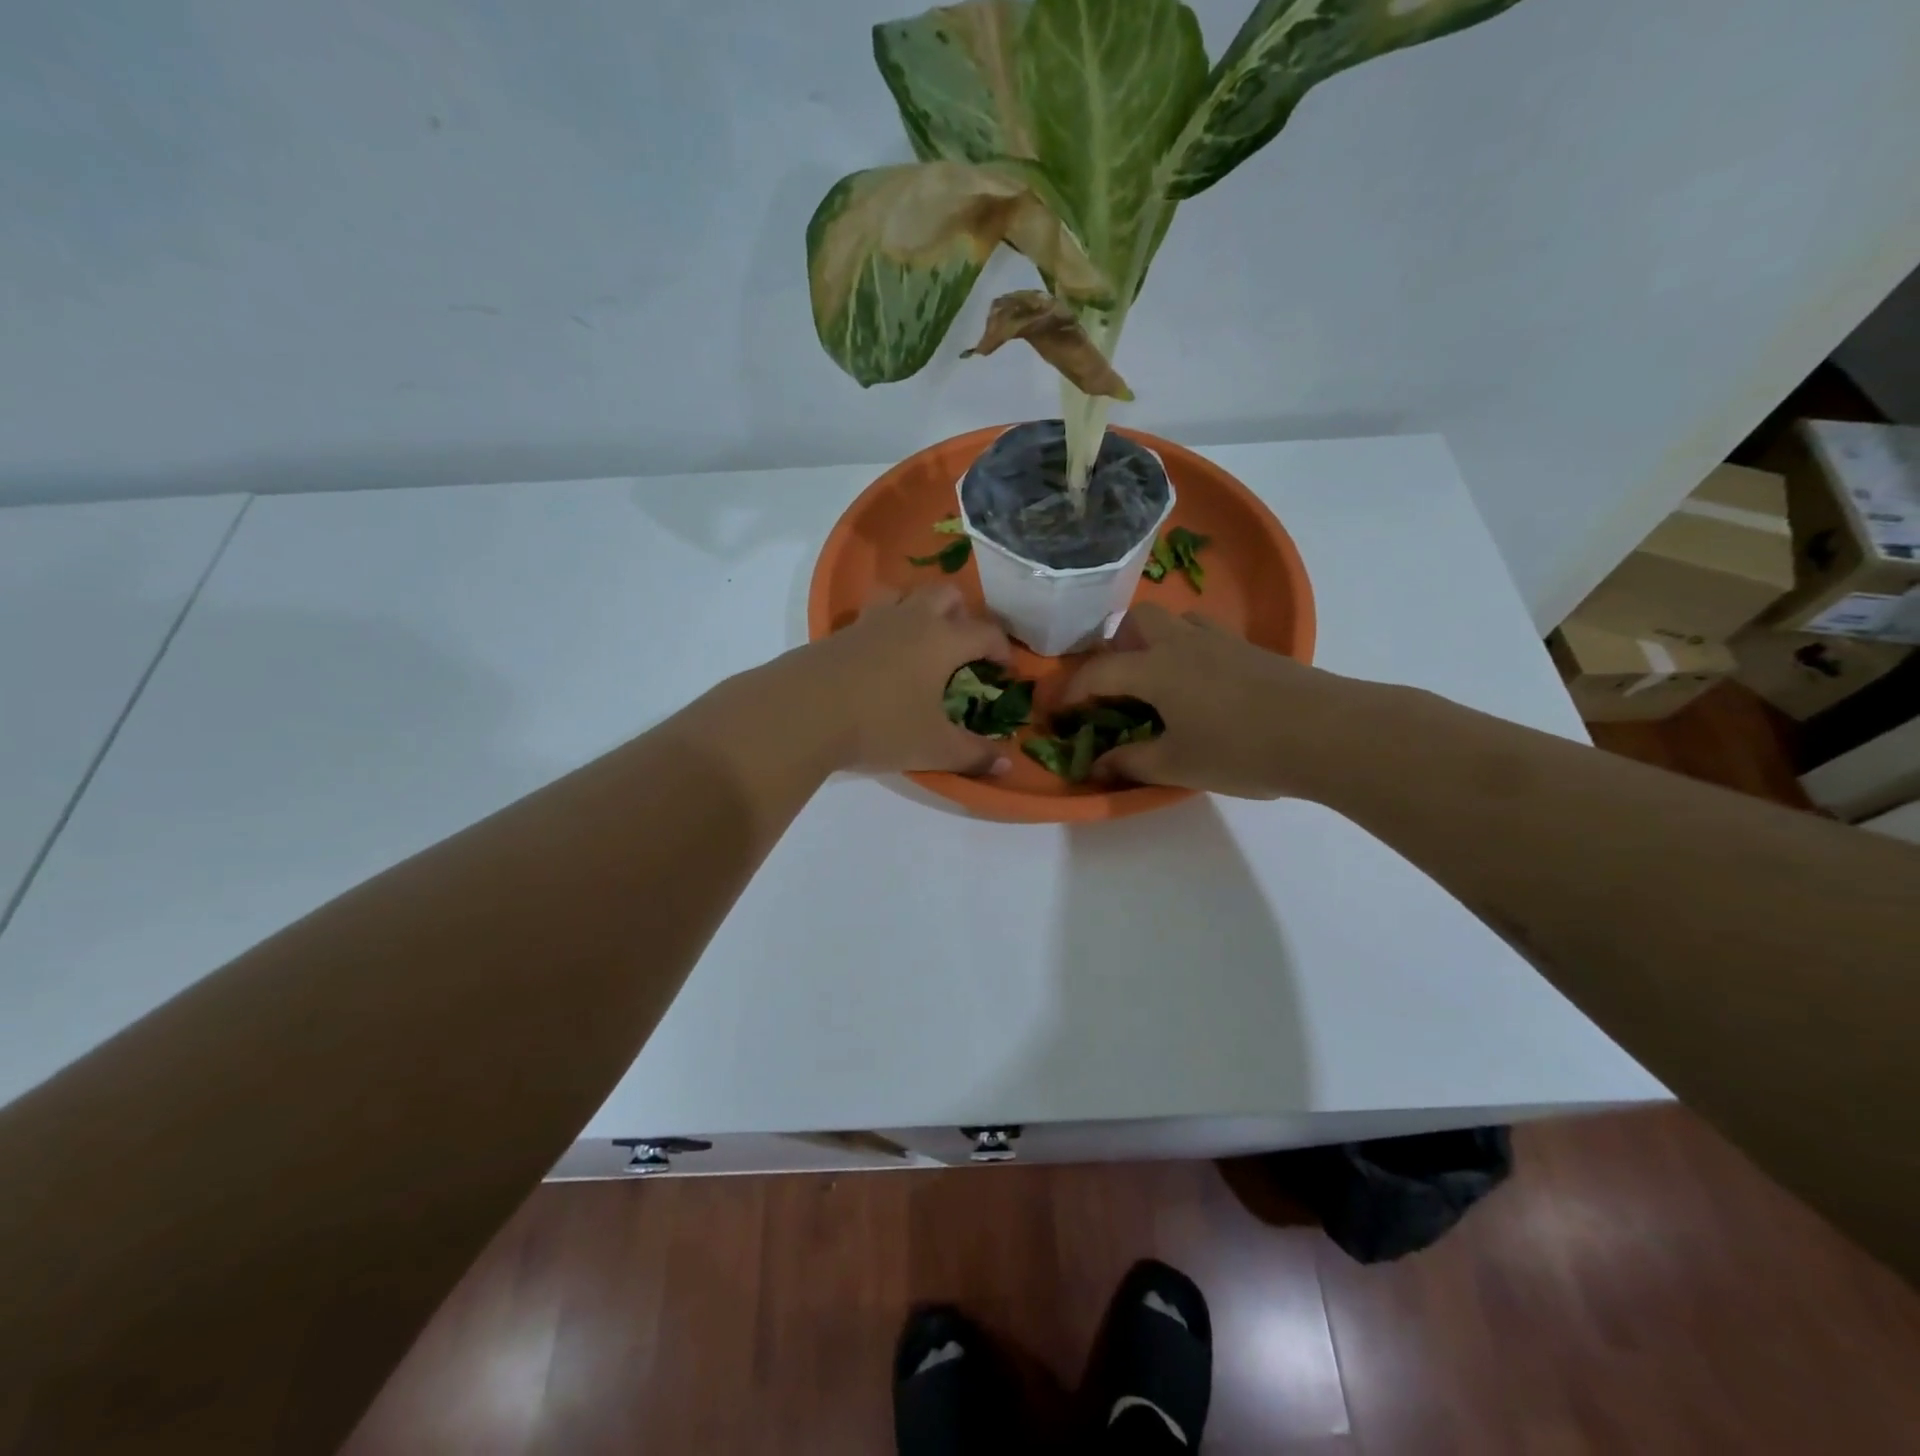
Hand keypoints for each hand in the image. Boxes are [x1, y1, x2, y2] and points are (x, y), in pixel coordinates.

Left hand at [783, 584, 1014, 774]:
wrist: (803, 712)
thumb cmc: (881, 725)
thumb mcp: (934, 748)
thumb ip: (973, 755)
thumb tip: (1006, 766)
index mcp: (942, 640)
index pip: (985, 632)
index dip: (1001, 648)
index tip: (1005, 668)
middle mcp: (910, 620)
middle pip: (945, 593)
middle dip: (962, 612)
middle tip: (963, 643)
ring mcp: (871, 622)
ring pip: (902, 593)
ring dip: (917, 607)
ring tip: (919, 637)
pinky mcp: (839, 633)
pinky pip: (870, 616)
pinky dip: (883, 627)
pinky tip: (878, 657)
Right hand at [1061, 603, 1350, 798]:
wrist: (1327, 732)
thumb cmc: (1240, 749)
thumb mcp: (1177, 764)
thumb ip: (1131, 762)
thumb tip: (1095, 766)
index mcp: (1154, 669)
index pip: (1097, 673)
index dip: (1071, 692)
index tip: (1056, 711)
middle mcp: (1182, 643)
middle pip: (1138, 620)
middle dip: (1116, 645)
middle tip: (1116, 682)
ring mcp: (1222, 642)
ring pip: (1178, 621)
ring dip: (1157, 640)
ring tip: (1159, 680)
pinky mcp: (1254, 650)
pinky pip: (1208, 636)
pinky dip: (1191, 651)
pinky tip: (1204, 688)